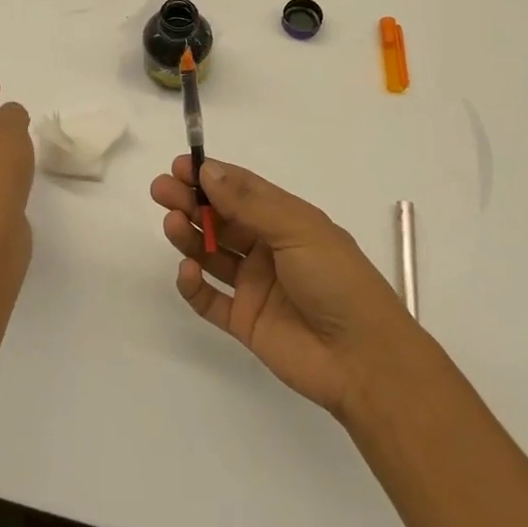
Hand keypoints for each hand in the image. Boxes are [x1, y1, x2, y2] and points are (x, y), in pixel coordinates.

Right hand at [153, 156, 416, 416]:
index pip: (242, 190)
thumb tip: (207, 169)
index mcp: (287, 220)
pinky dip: (194, 285)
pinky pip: (210, 300)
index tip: (180, 166)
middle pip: (221, 219)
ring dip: (190, 236)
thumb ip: (249, 202)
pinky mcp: (245, 322)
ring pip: (212, 254)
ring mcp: (255, 286)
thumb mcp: (297, 229)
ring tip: (171, 225)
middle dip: (191, 202)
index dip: (211, 176)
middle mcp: (268, 249)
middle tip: (162, 191)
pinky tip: (188, 271)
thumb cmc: (337, 280)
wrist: (365, 360)